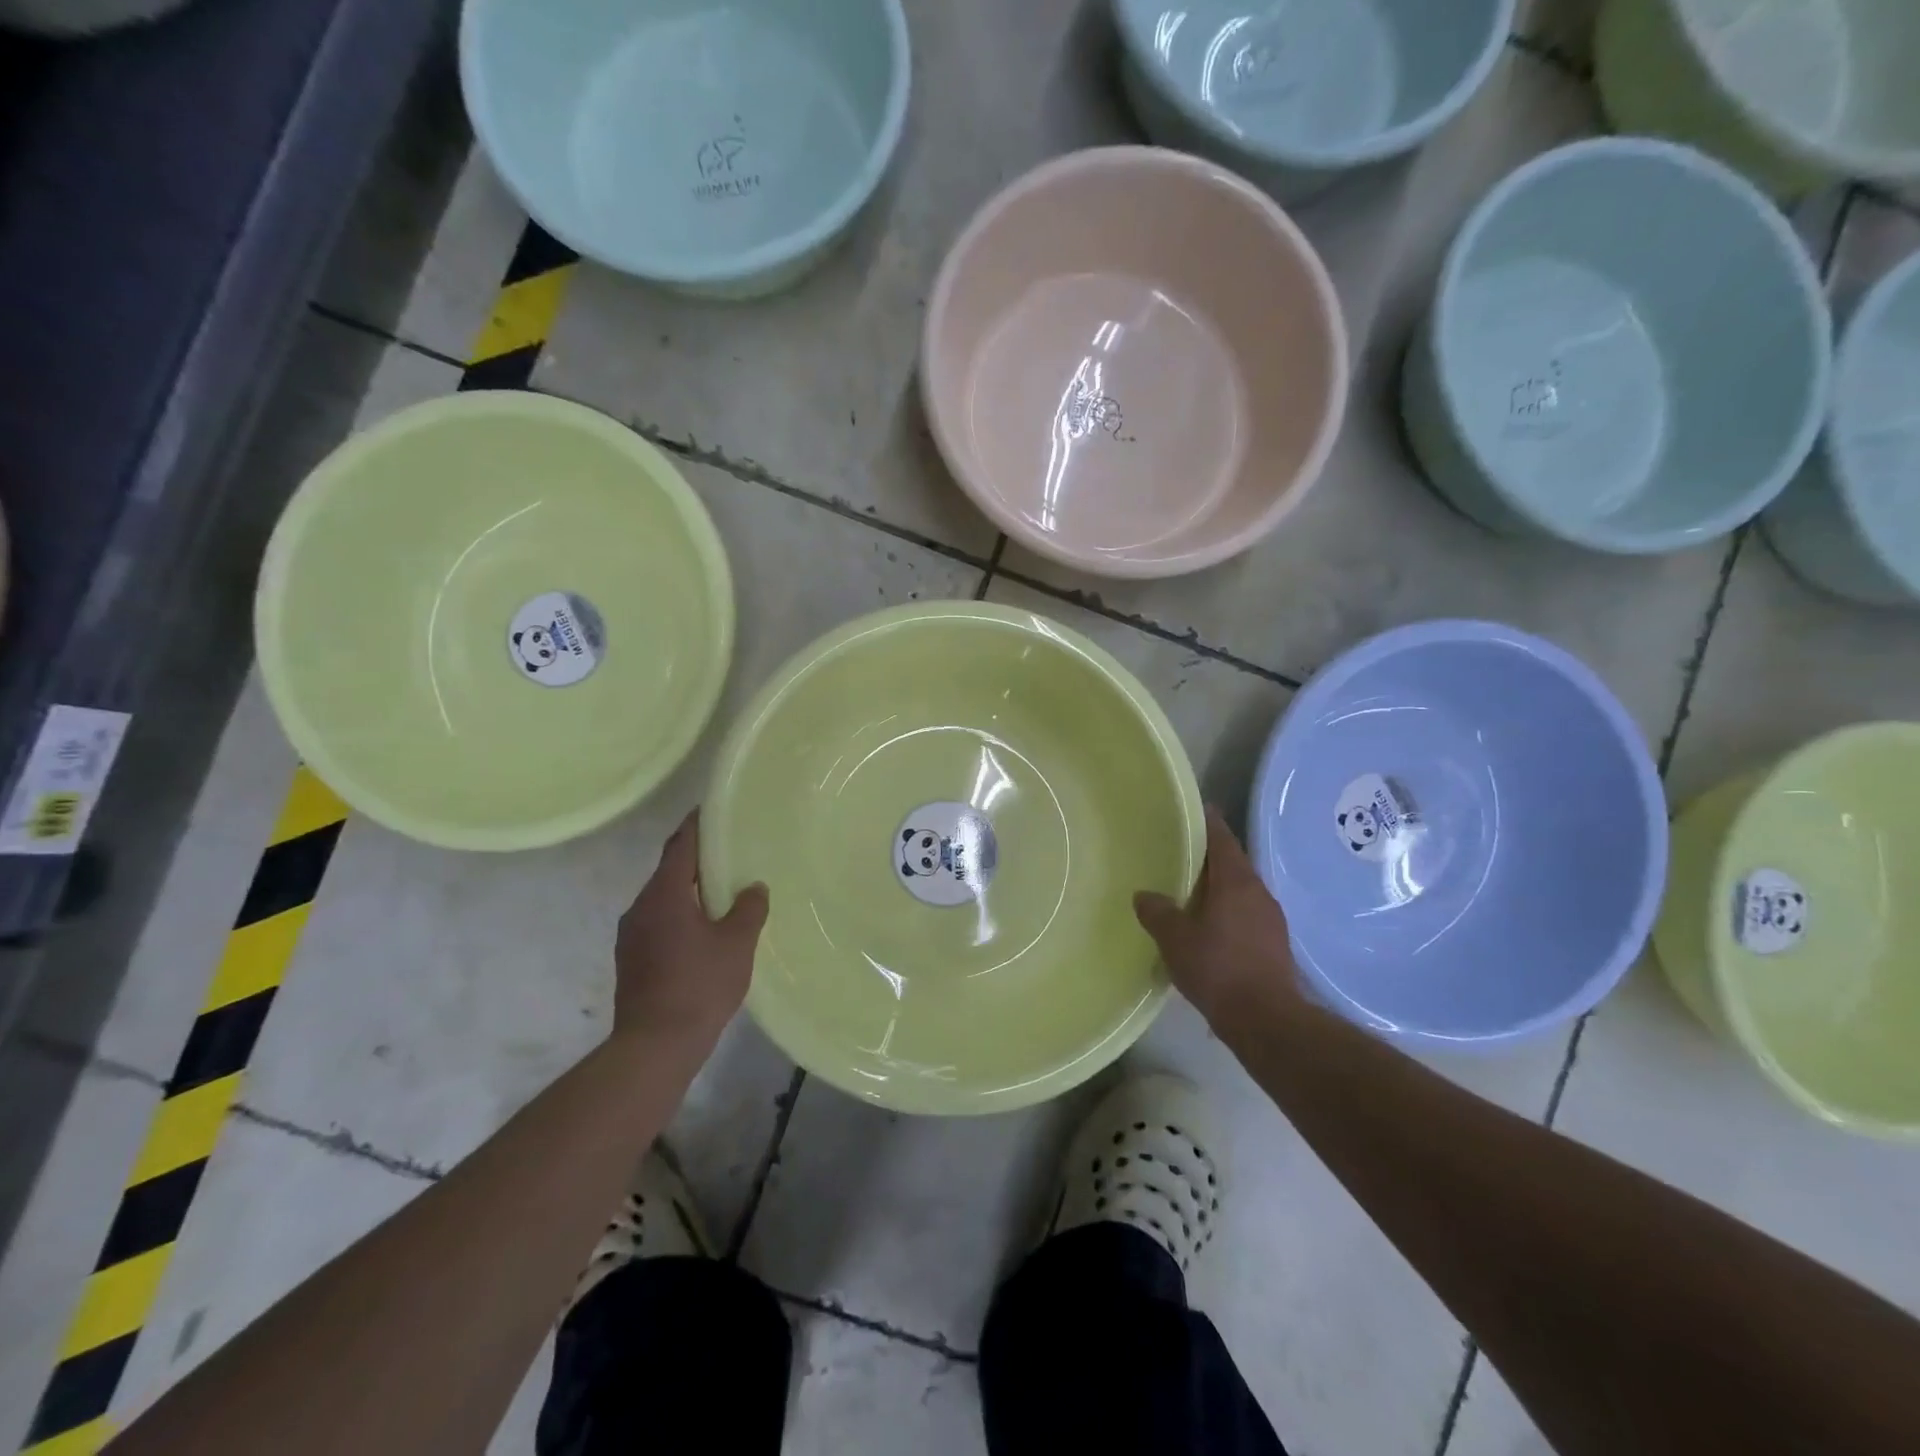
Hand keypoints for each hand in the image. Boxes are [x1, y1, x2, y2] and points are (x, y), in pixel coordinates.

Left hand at [613, 811, 768, 1050]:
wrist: (655, 1045)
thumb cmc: (699, 985)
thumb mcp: (737, 943)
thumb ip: (748, 909)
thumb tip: (753, 888)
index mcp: (663, 895)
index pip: (680, 846)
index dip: (696, 826)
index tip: (711, 810)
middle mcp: (640, 908)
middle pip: (669, 872)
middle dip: (695, 861)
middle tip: (727, 853)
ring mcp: (631, 936)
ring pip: (663, 900)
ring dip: (687, 892)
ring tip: (720, 892)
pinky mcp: (631, 960)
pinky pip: (658, 923)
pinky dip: (680, 916)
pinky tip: (703, 931)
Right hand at [1135, 805, 1301, 1025]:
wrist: (1266, 1020)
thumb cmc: (1218, 968)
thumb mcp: (1175, 938)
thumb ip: (1157, 912)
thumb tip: (1144, 895)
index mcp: (1236, 881)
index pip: (1222, 838)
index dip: (1208, 822)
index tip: (1196, 810)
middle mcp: (1258, 892)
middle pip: (1233, 863)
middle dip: (1209, 857)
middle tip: (1181, 854)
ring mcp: (1270, 919)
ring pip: (1240, 890)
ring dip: (1218, 887)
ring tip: (1191, 892)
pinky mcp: (1274, 944)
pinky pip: (1246, 914)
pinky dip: (1227, 911)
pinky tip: (1210, 928)